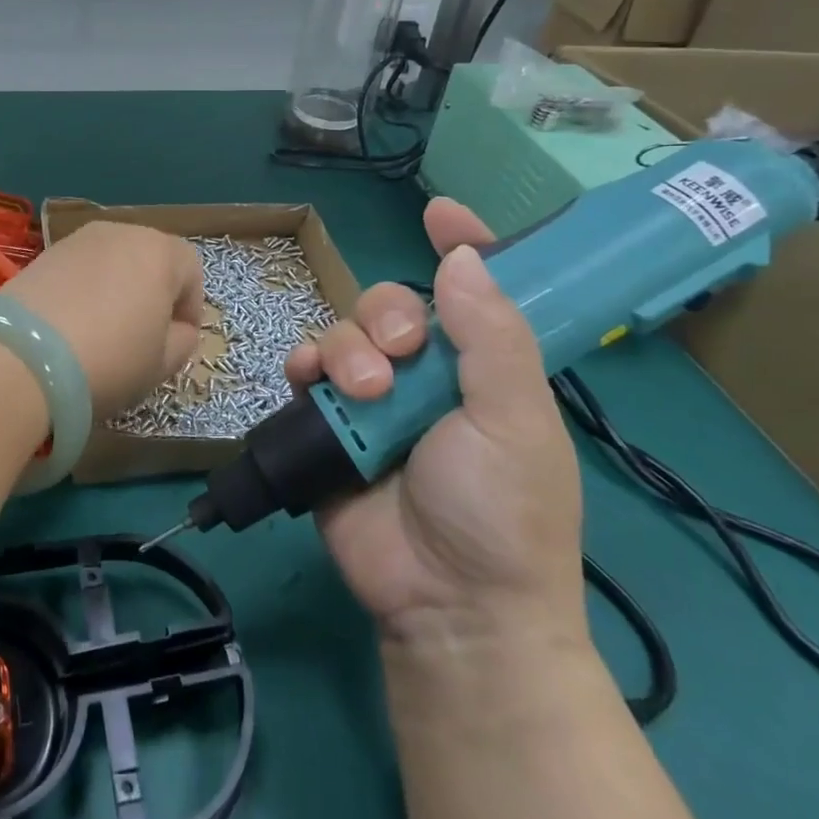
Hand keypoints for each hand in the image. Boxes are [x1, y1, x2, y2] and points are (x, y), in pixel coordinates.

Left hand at [3, 222, 204, 419]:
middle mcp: (122, 232)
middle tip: (142, 334)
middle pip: (149, 258)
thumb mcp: (161, 364)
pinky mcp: (44, 253)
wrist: (24, 355)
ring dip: (116, 288)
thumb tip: (178, 330)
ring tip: (104, 329)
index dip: (190, 307)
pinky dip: (83, 289)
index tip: (178, 339)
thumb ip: (182, 341)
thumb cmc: (111, 358)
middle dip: (152, 292)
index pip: (191, 271)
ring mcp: (78, 239)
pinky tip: (72, 323)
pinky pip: (79, 269)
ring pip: (112, 261)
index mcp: (160, 252)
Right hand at [286, 198, 584, 647]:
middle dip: (385, 315)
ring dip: (346, 350)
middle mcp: (426, 375)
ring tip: (363, 394)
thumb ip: (491, 337)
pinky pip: (305, 372)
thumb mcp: (514, 422)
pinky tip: (309, 381)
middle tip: (396, 356)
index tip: (439, 212)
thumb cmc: (501, 512)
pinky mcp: (328, 425)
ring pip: (343, 333)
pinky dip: (304, 367)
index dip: (462, 246)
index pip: (474, 291)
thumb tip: (464, 257)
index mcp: (483, 368)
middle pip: (390, 305)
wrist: (448, 606)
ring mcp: (372, 400)